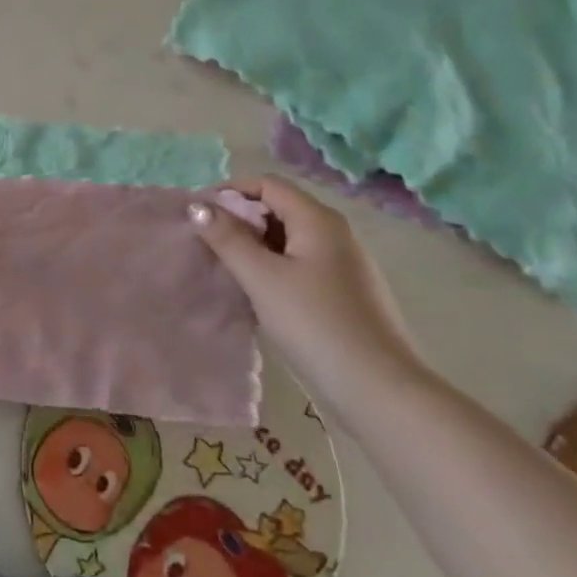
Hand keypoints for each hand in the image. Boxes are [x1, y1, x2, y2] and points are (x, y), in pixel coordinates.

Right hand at [189, 177, 430, 427]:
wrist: (379, 392)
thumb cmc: (315, 324)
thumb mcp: (262, 278)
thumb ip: (227, 238)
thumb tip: (197, 205)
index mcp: (318, 220)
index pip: (266, 184)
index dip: (230, 192)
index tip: (198, 216)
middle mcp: (336, 233)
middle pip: (279, 208)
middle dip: (240, 220)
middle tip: (208, 244)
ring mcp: (345, 265)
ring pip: (289, 239)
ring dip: (255, 246)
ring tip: (227, 269)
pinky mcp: (346, 293)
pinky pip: (301, 264)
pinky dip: (274, 267)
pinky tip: (259, 294)